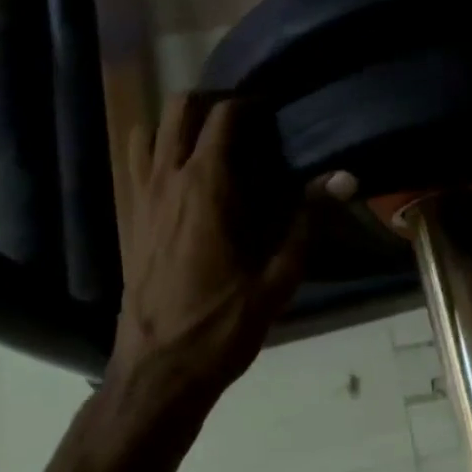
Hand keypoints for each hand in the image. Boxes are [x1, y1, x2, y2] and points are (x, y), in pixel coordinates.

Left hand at [109, 94, 311, 410]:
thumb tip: (344, 178)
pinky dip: (156, 151)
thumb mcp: (277, 279)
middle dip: (213, 102)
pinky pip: (135, 162)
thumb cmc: (222, 325)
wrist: (158, 369)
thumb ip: (307, 221)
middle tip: (245, 122)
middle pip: (180, 108)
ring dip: (178, 124)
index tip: (274, 111)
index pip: (224, 117)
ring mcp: (140, 196)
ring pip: (150, 129)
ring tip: (209, 144)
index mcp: (206, 187)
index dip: (250, 104)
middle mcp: (167, 179)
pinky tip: (182, 179)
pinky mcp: (127, 217)